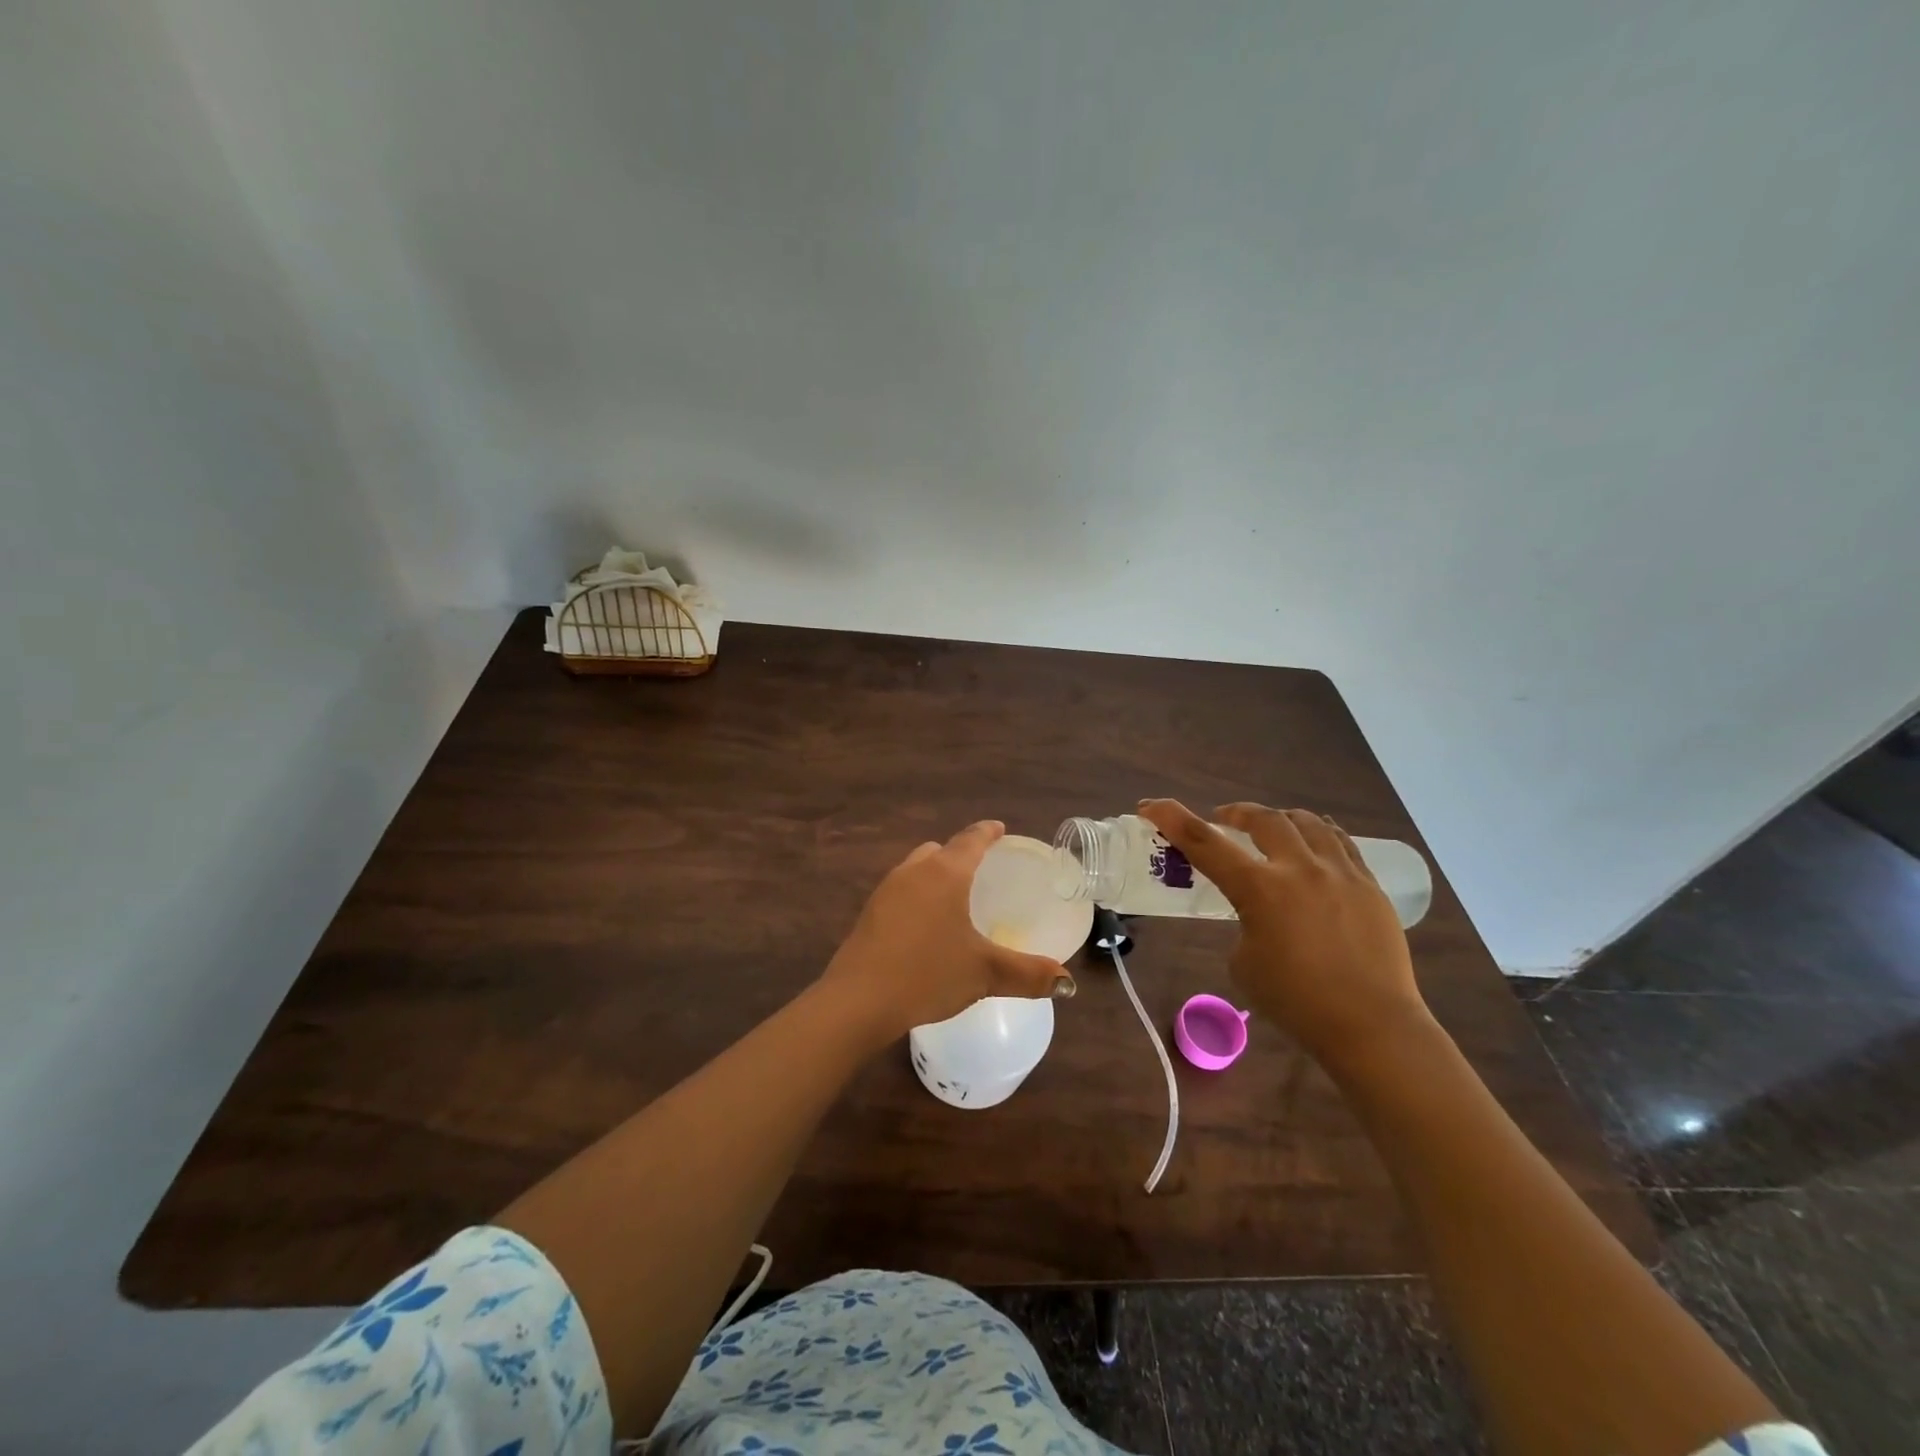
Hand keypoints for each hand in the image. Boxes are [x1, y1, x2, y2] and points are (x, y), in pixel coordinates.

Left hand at [819, 821, 1072, 1044]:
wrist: (859, 1000)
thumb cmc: (928, 973)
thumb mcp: (985, 973)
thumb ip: (1029, 974)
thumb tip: (1067, 982)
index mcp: (945, 873)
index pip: (971, 840)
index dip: (988, 832)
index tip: (999, 828)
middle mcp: (914, 872)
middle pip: (940, 850)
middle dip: (960, 853)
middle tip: (981, 870)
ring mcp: (886, 891)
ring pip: (916, 868)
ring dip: (935, 873)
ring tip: (954, 897)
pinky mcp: (869, 913)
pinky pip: (901, 891)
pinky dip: (918, 896)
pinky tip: (925, 925)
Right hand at [1138, 799, 1430, 1068]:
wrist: (1372, 1027)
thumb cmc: (1296, 1002)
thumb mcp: (1244, 964)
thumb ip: (1244, 925)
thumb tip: (1259, 916)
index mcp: (1259, 889)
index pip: (1204, 842)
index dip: (1172, 818)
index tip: (1150, 805)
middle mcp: (1299, 869)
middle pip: (1263, 818)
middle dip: (1236, 813)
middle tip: (1224, 819)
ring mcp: (1340, 873)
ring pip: (1307, 822)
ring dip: (1280, 819)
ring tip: (1272, 828)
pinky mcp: (1369, 886)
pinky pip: (1342, 843)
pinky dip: (1319, 834)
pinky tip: (1315, 841)